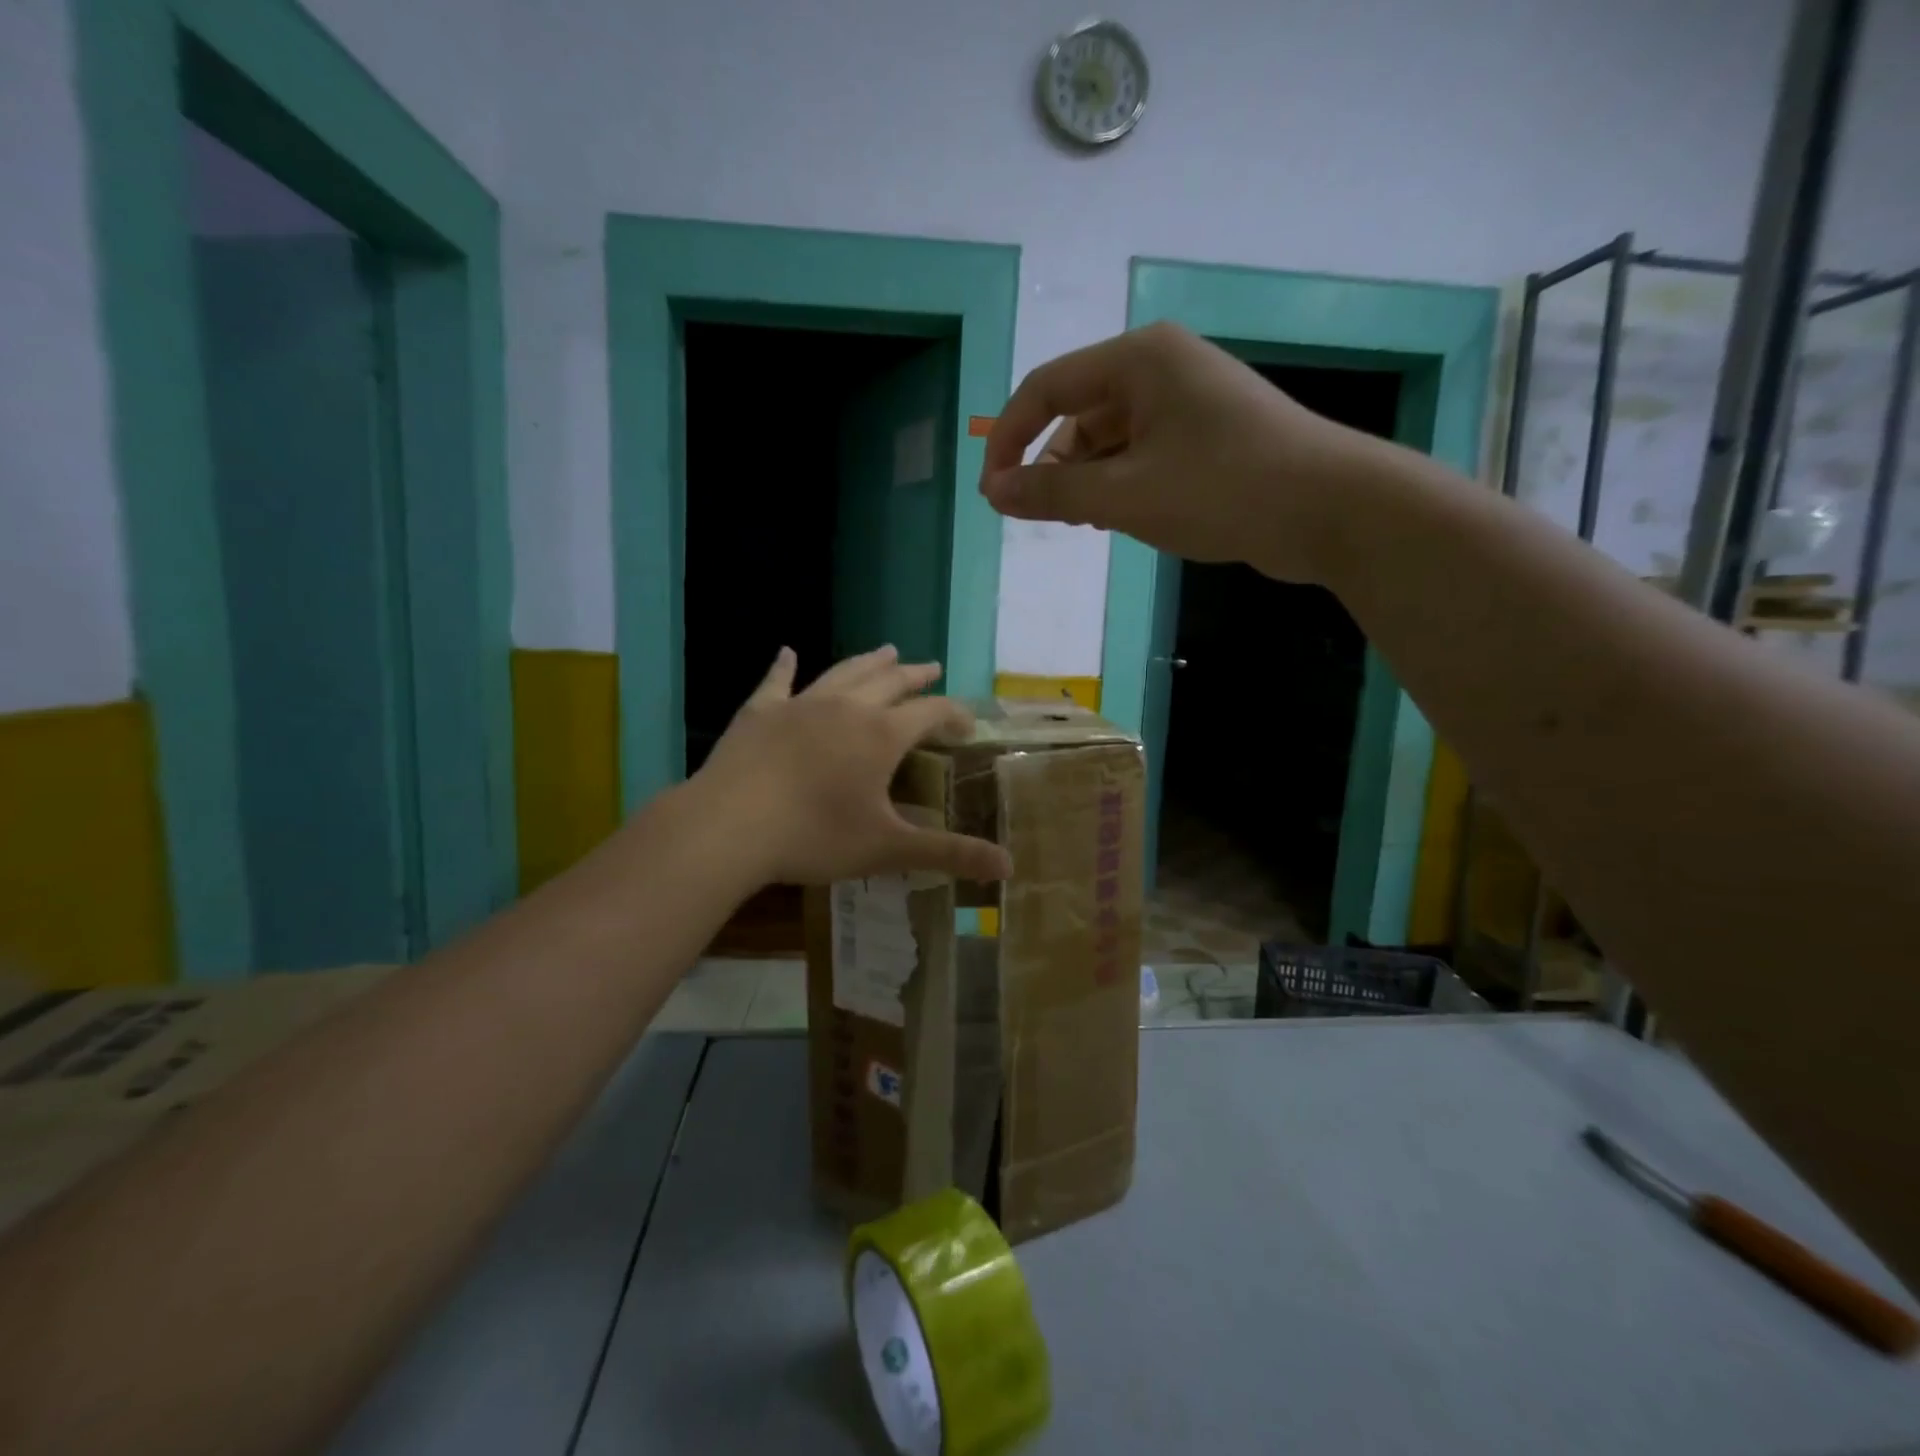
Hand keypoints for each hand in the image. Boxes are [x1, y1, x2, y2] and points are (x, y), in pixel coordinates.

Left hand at [694, 645, 1012, 886]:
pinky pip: (777, 681)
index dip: (954, 713)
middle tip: (931, 666)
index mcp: (881, 735)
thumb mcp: (888, 848)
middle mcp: (847, 708)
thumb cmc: (815, 836)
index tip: (967, 722)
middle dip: (915, 676)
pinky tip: (787, 652)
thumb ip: (949, 854)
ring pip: (844, 673)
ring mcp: (800, 705)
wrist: (730, 826)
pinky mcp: (760, 712)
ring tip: (887, 650)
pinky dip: (785, 666)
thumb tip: (1009, 868)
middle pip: (890, 682)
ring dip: (869, 662)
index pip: (931, 712)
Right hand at [979, 321, 1375, 582]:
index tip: (993, 495)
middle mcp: (1161, 367)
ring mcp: (1188, 400)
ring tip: (1091, 523)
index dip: (1009, 441)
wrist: (1330, 509)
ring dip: (1089, 481)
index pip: (1046, 389)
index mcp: (1139, 359)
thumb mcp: (1124, 496)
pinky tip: (1125, 518)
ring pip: (1110, 439)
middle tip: (1049, 519)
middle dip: (1054, 468)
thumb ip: (1052, 494)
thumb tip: (994, 493)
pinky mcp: (1207, 434)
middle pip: (1078, 414)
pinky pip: (1142, 453)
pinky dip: (1122, 485)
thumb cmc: (1221, 489)